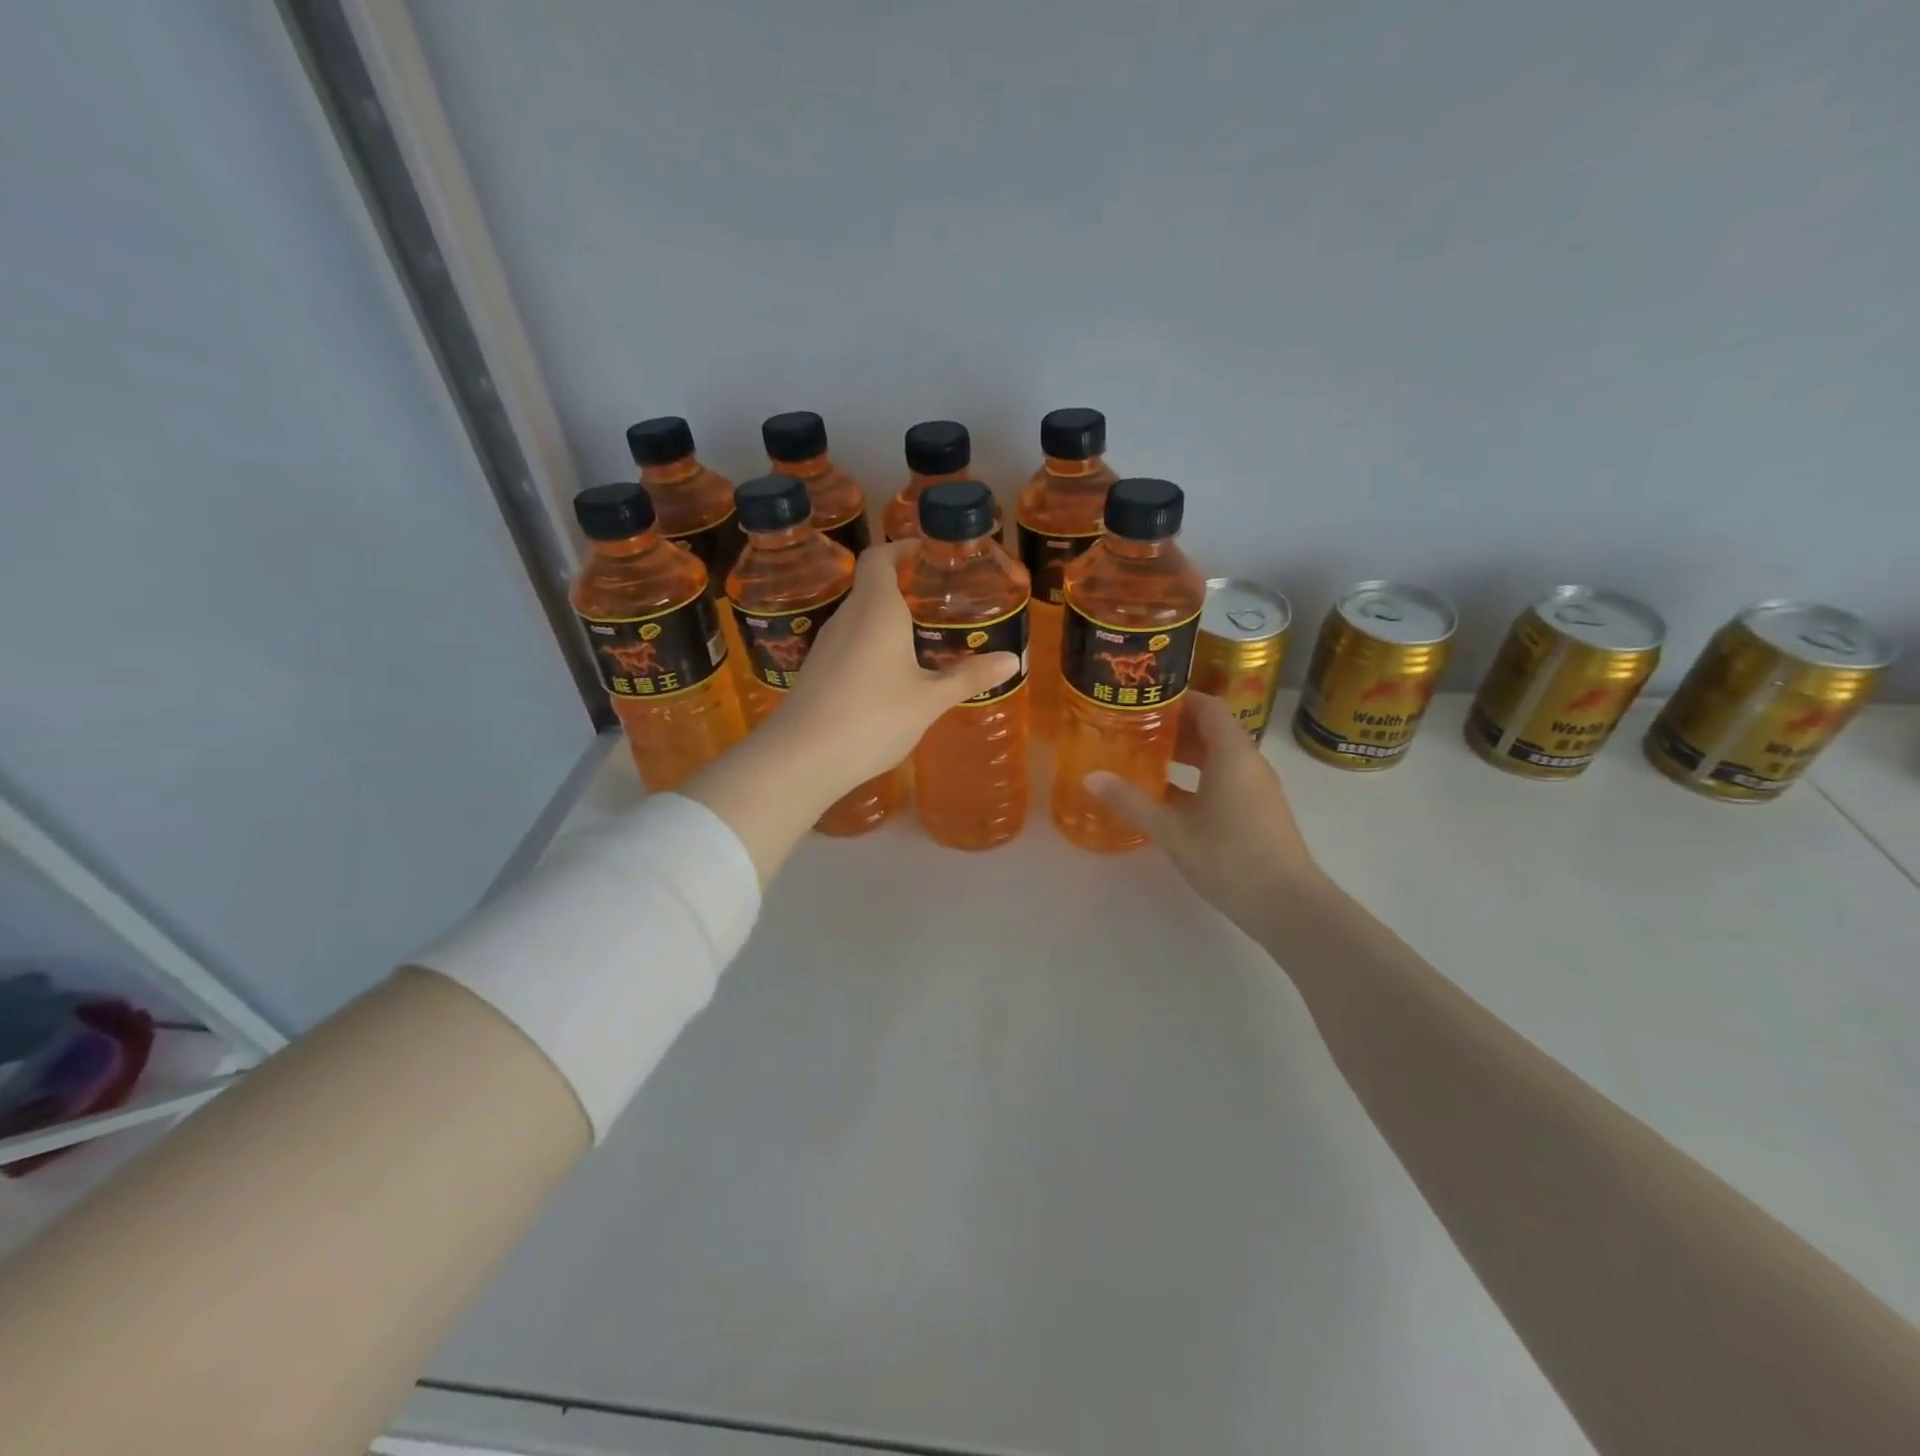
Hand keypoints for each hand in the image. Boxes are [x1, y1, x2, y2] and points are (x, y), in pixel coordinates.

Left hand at [778, 540, 1019, 797]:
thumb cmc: (872, 717)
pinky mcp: (815, 672)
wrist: (801, 758)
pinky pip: (848, 643)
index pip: (880, 557)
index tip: (928, 554)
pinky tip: (889, 674)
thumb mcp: (929, 700)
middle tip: (938, 599)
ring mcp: (826, 645)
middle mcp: (847, 617)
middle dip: (902, 586)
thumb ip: (968, 677)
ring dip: (886, 618)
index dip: (902, 548)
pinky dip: (871, 645)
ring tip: (920, 635)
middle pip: (870, 586)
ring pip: (859, 617)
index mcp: (876, 609)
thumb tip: (1012, 659)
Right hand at [1086, 694, 1325, 933]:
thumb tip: (1091, 777)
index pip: (1207, 706)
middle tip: (1132, 729)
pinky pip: (1223, 779)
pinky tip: (1165, 796)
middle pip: (1211, 729)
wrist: (1287, 905)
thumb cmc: (1229, 857)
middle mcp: (1248, 762)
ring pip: (1217, 756)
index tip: (1142, 700)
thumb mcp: (1172, 830)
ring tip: (1143, 758)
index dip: (1176, 698)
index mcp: (1231, 754)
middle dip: (1173, 727)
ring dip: (1183, 754)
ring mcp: (1255, 787)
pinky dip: (1195, 778)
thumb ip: (1132, 801)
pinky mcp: (1256, 810)